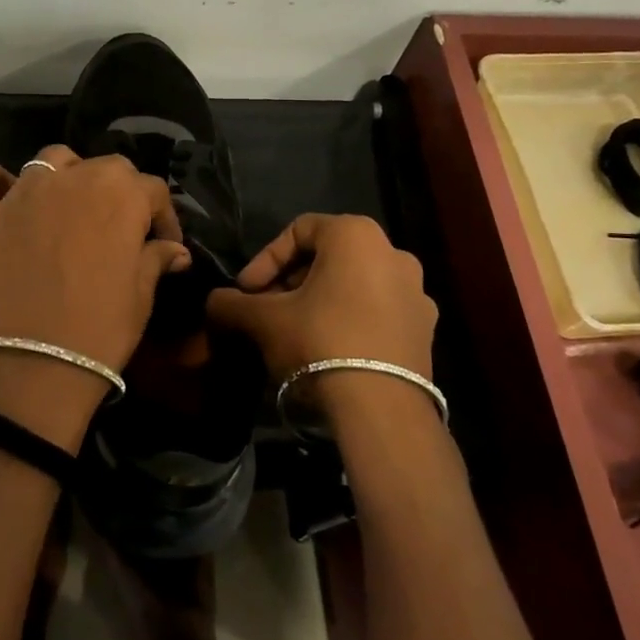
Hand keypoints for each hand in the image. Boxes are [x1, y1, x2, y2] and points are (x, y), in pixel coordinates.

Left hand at [0, 147, 189, 438]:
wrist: (33, 368)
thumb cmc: (100, 331)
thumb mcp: (141, 296)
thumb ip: (155, 260)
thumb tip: (174, 250)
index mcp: (120, 195)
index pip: (152, 188)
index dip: (161, 216)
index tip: (162, 244)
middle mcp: (72, 179)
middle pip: (103, 167)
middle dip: (116, 192)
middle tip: (114, 229)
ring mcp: (21, 193)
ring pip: (48, 160)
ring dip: (63, 177)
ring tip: (64, 209)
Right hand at [208, 214, 436, 422]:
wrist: (381, 409)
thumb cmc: (319, 342)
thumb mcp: (264, 320)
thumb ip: (232, 304)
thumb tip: (214, 302)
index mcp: (356, 235)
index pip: (298, 230)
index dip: (264, 259)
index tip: (246, 291)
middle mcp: (393, 252)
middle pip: (328, 257)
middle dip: (291, 281)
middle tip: (267, 310)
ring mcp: (416, 292)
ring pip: (354, 284)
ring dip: (320, 301)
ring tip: (295, 332)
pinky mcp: (425, 329)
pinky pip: (378, 311)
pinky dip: (350, 320)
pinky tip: (330, 350)